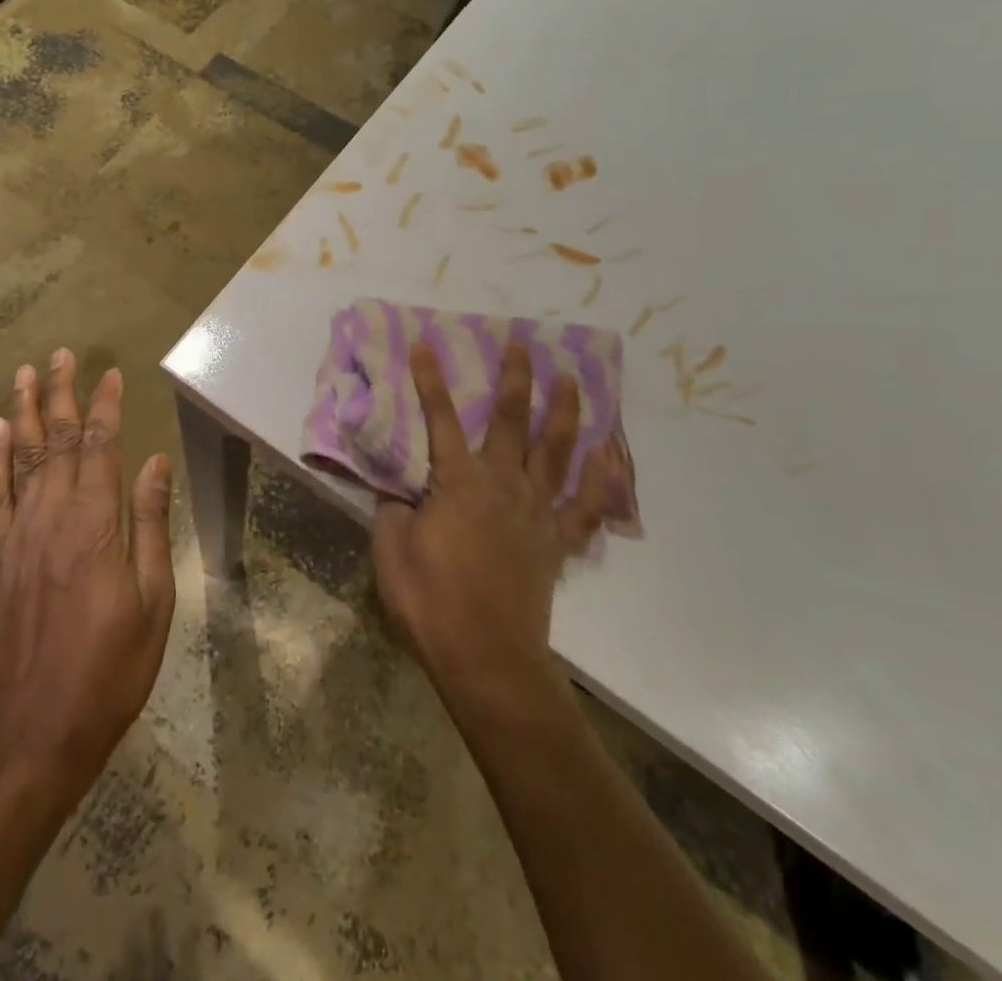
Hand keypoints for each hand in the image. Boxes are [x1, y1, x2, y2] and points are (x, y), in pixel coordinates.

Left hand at [0, 349, 174, 789]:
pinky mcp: (0, 558)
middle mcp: (53, 517)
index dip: (104, 407)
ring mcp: (20, 535)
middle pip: (55, 441)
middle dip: (60, 394)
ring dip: (23, 412)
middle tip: (61, 354)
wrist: (36, 729)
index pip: (100, 447)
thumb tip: (157, 463)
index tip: (111, 373)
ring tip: (25, 373)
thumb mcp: (154, 601)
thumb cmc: (111, 668)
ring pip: (20, 457)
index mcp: (96, 525)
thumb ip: (151, 525)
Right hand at [373, 342, 632, 701]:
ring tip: (572, 379)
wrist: (487, 658)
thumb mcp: (390, 550)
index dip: (430, 379)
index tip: (425, 343)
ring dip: (565, 411)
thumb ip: (393, 508)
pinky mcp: (556, 542)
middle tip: (523, 343)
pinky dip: (602, 479)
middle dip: (516, 378)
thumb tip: (398, 487)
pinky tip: (611, 455)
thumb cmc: (430, 602)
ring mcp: (537, 512)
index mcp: (459, 483)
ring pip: (557, 451)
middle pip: (513, 422)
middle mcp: (503, 485)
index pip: (441, 419)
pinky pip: (586, 505)